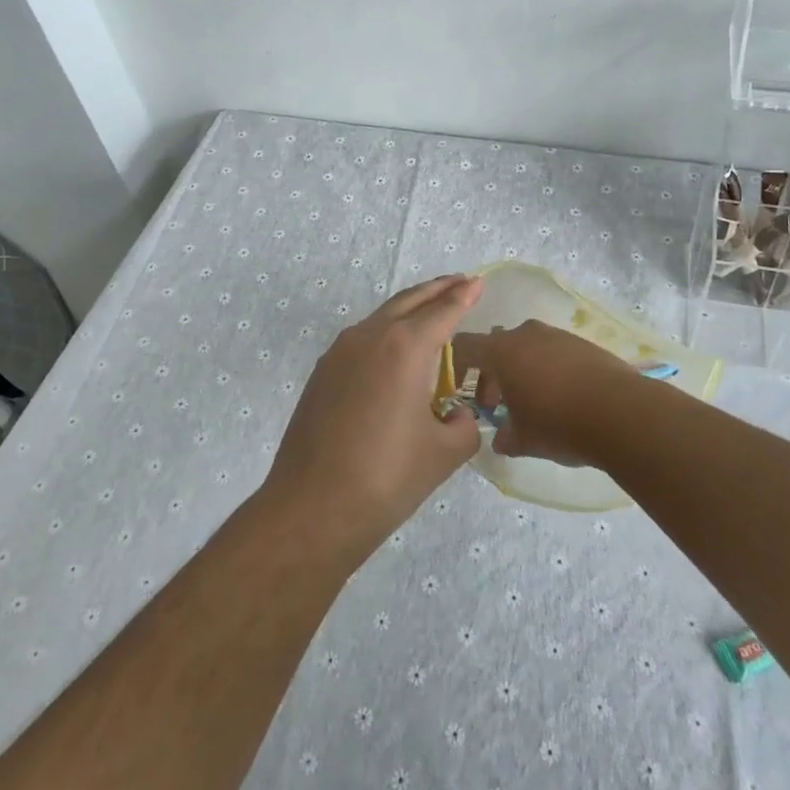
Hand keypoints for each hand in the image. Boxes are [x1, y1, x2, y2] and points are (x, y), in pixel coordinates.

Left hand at [263, 275, 484, 558]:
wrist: (312, 507)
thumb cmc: (387, 477)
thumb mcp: (444, 453)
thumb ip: (463, 425)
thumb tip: (455, 415)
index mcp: (405, 347)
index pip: (443, 311)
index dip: (464, 295)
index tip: (477, 281)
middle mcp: (370, 336)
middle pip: (409, 301)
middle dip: (437, 290)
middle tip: (459, 283)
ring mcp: (339, 352)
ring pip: (381, 317)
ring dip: (409, 309)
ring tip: (430, 311)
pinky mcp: (322, 373)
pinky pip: (362, 340)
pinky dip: (385, 332)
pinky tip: (393, 352)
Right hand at [449, 321, 636, 463]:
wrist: (622, 413)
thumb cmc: (559, 424)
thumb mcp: (523, 440)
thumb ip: (504, 437)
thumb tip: (500, 439)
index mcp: (502, 351)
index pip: (465, 346)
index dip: (458, 367)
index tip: (463, 391)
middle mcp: (526, 334)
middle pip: (497, 344)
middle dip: (493, 372)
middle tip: (500, 404)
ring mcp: (557, 335)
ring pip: (528, 346)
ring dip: (522, 369)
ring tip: (534, 402)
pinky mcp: (583, 343)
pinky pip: (554, 351)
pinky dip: (549, 368)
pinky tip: (563, 397)